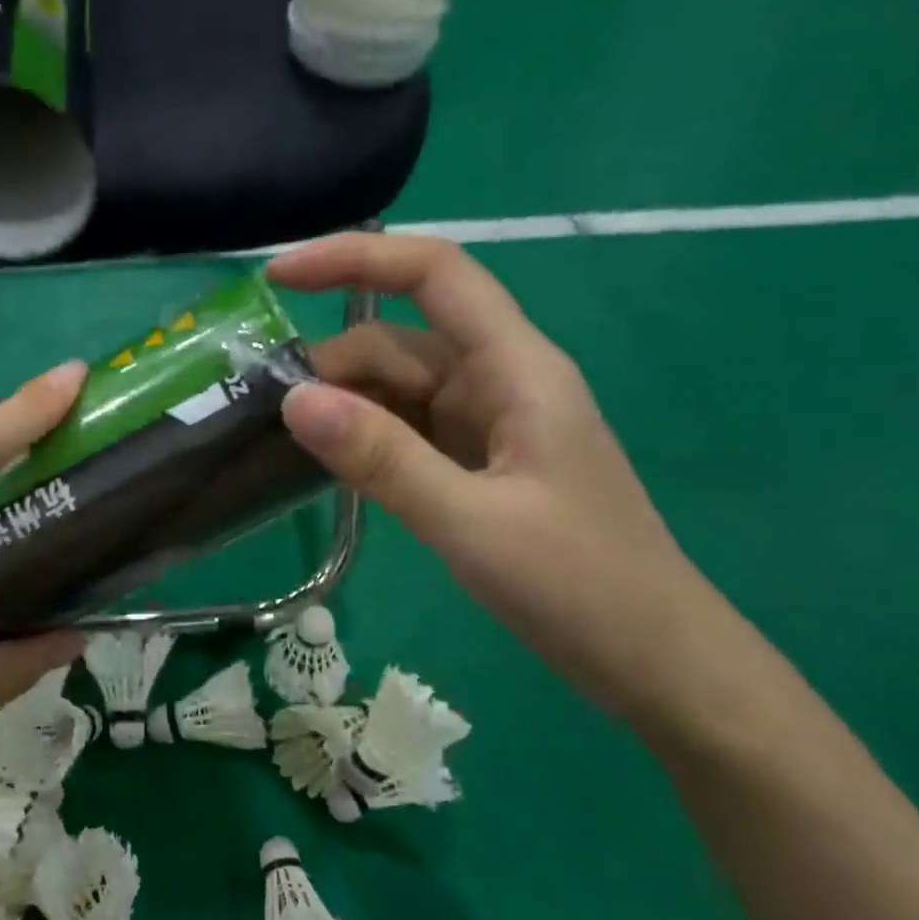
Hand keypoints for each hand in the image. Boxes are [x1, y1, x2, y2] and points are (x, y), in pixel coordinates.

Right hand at [276, 234, 720, 720]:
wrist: (654, 660)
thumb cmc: (578, 586)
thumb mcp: (469, 522)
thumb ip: (381, 458)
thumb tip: (294, 399)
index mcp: (515, 369)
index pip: (434, 274)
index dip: (355, 259)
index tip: (278, 275)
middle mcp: (500, 381)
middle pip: (401, 340)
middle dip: (333, 363)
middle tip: (264, 412)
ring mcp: (489, 424)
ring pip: (400, 389)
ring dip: (344, 404)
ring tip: (282, 440)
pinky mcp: (479, 464)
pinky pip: (409, 430)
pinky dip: (367, 438)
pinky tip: (329, 464)